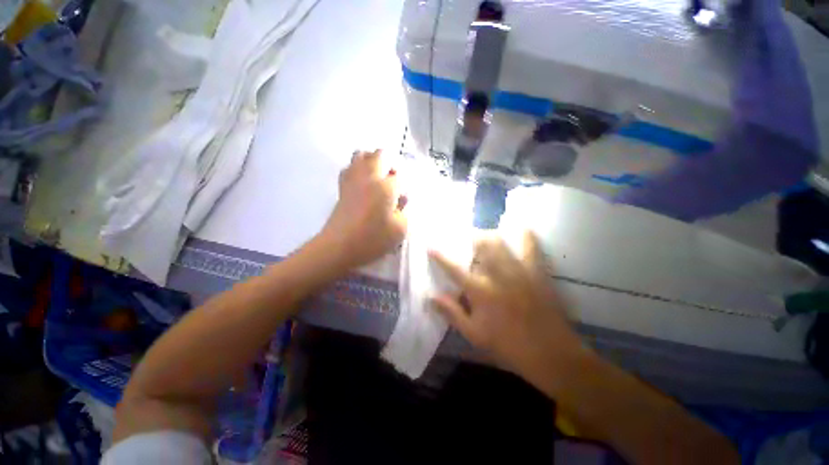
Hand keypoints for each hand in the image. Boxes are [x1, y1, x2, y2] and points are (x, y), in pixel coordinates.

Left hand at [316, 149, 406, 271]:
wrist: (339, 247)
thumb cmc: (373, 240)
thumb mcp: (400, 229)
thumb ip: (404, 210)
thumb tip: (400, 199)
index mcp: (385, 187)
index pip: (399, 176)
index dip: (402, 186)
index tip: (401, 199)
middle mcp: (369, 177)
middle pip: (379, 155)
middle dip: (389, 163)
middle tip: (392, 181)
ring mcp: (353, 180)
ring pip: (361, 155)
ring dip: (372, 161)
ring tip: (377, 178)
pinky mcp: (341, 187)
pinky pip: (349, 168)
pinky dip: (357, 169)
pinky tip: (362, 183)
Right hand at [430, 231, 584, 382]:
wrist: (550, 353)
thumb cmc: (508, 346)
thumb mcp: (474, 334)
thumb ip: (452, 313)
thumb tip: (431, 297)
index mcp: (480, 291)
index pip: (454, 269)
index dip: (440, 256)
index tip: (430, 246)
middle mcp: (497, 275)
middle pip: (481, 246)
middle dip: (471, 237)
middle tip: (467, 236)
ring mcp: (518, 271)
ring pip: (501, 243)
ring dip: (490, 235)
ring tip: (486, 234)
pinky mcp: (536, 272)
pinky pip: (531, 247)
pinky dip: (526, 236)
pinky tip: (522, 229)